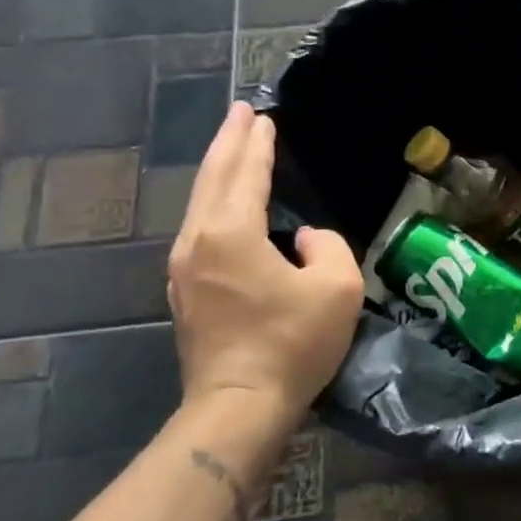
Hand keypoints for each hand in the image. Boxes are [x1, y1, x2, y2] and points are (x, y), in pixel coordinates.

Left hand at [168, 104, 363, 419]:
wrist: (238, 406)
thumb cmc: (291, 344)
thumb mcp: (337, 288)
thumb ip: (328, 246)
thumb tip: (304, 239)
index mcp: (231, 233)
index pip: (245, 174)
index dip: (258, 144)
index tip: (263, 117)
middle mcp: (198, 241)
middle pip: (211, 179)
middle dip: (227, 143)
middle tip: (240, 114)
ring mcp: (183, 268)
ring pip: (198, 204)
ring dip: (217, 172)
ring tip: (232, 149)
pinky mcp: (185, 292)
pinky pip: (198, 228)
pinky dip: (212, 202)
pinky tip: (223, 204)